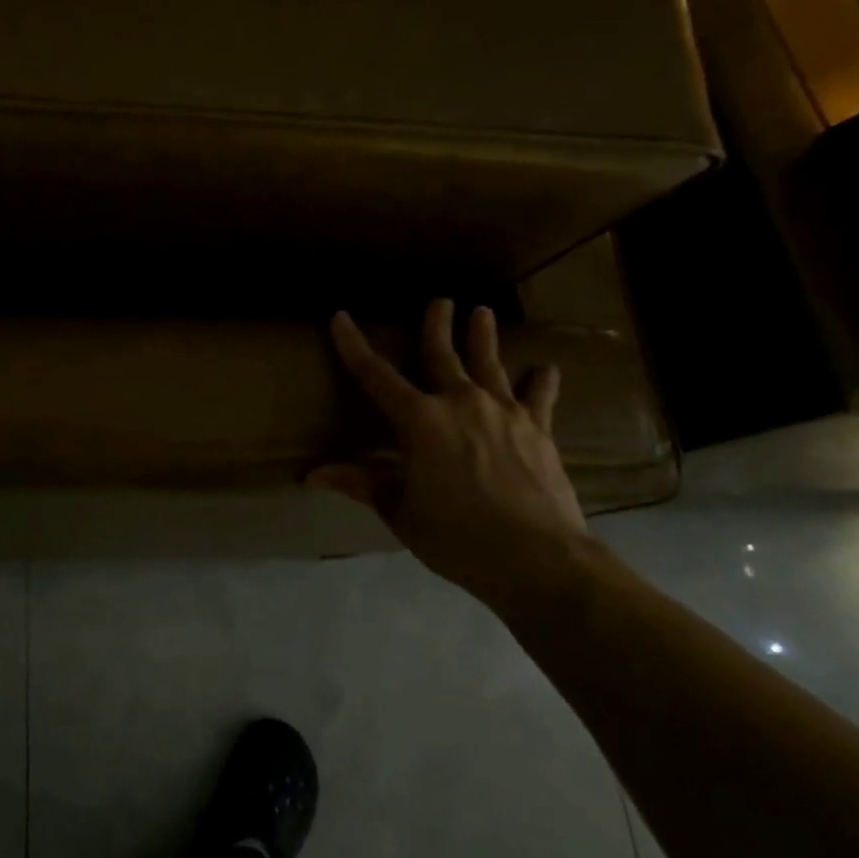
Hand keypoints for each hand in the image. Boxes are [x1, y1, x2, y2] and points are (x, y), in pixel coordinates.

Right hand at [312, 299, 586, 599]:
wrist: (536, 556)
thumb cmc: (455, 535)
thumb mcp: (399, 510)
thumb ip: (361, 483)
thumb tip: (312, 474)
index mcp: (418, 420)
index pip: (375, 375)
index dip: (354, 346)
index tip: (341, 317)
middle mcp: (459, 403)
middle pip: (442, 355)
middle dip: (436, 325)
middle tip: (440, 301)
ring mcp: (503, 412)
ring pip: (489, 364)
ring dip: (483, 337)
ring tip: (483, 312)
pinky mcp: (538, 429)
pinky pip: (538, 396)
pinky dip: (540, 381)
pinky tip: (546, 369)